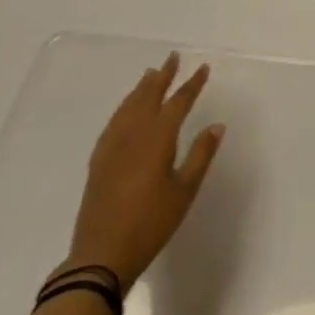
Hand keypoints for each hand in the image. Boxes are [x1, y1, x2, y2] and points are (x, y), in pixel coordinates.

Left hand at [66, 53, 223, 291]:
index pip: (178, 103)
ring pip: (128, 107)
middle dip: (163, 76)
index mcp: (157, 140)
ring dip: (141, 88)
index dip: (192, 85)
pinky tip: (125, 110)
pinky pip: (113, 123)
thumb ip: (200, 155)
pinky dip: (123, 108)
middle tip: (173, 57)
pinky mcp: (99, 161)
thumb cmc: (151, 224)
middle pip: (148, 97)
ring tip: (151, 74)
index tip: (203, 68)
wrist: (101, 256)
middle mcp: (133, 135)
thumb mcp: (184, 191)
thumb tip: (216, 126)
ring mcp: (112, 147)